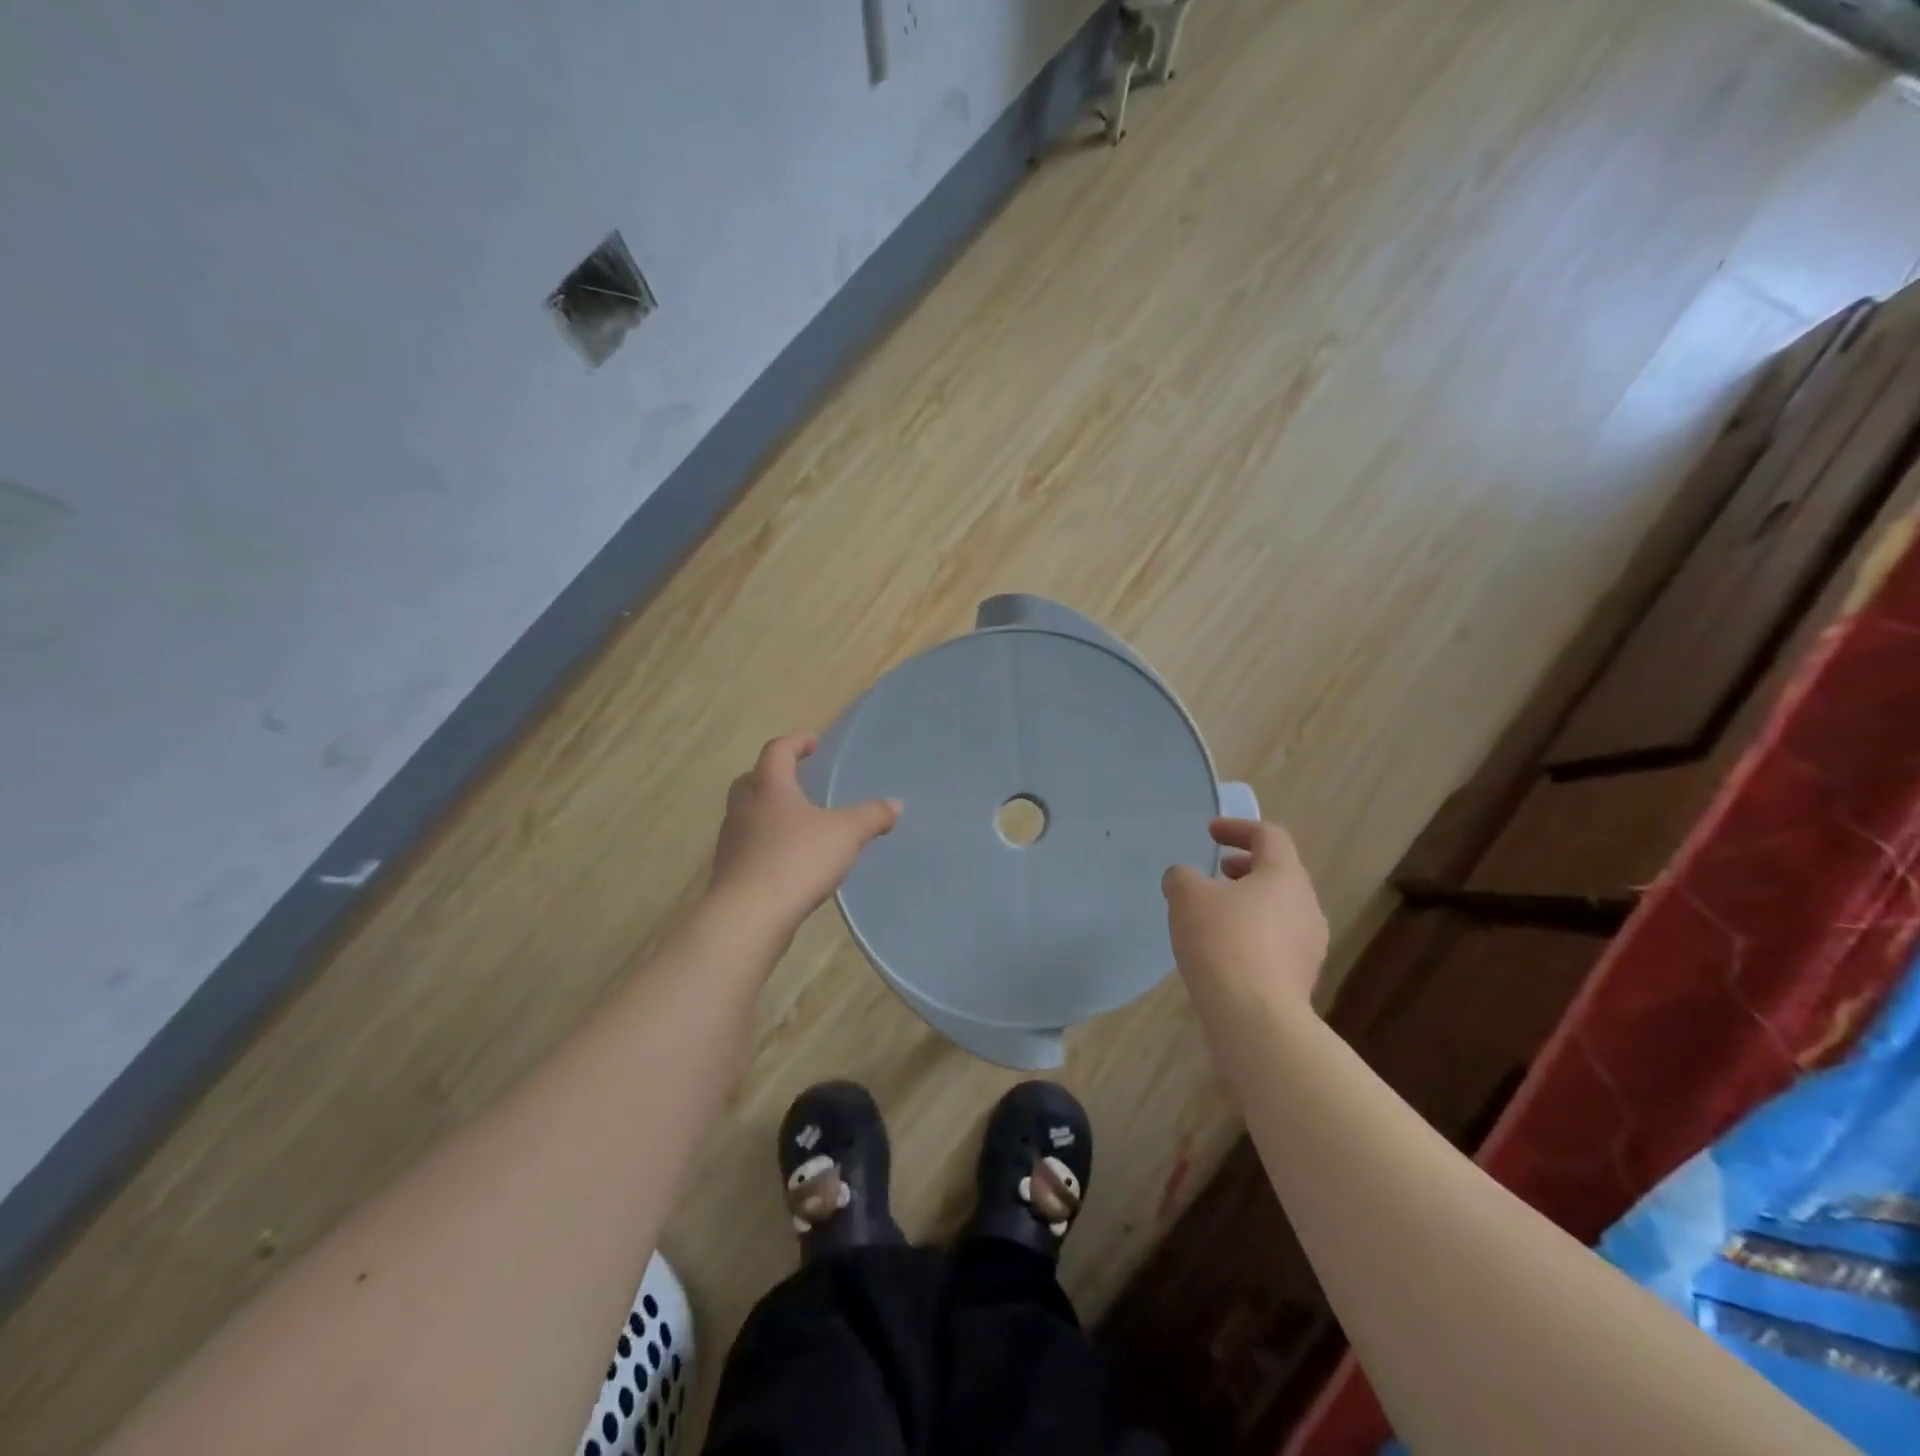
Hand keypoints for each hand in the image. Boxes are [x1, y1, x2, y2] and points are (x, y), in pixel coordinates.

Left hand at [707, 733, 901, 940]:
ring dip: (769, 811)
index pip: (777, 750)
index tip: (814, 743)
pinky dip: (767, 843)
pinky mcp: (730, 870)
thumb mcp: (846, 834)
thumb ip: (871, 816)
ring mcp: (732, 840)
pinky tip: (789, 859)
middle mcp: (744, 807)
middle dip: (775, 775)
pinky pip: (749, 845)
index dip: (796, 742)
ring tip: (798, 823)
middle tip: (798, 780)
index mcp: (769, 787)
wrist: (749, 916)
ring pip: (748, 814)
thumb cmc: (797, 860)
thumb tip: (895, 804)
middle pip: (753, 779)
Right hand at [1163, 818, 1327, 1004]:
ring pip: (1280, 908)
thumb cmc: (1222, 942)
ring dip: (1250, 901)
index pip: (1269, 836)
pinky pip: (1278, 941)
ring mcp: (1311, 944)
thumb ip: (1182, 877)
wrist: (1255, 1018)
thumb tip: (1185, 879)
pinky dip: (1253, 932)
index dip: (1238, 828)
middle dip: (1246, 866)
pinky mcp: (1302, 977)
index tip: (1211, 833)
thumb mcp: (1186, 896)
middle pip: (1279, 872)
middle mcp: (1307, 905)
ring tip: (1216, 913)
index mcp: (1284, 875)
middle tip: (1217, 872)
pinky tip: (1225, 950)